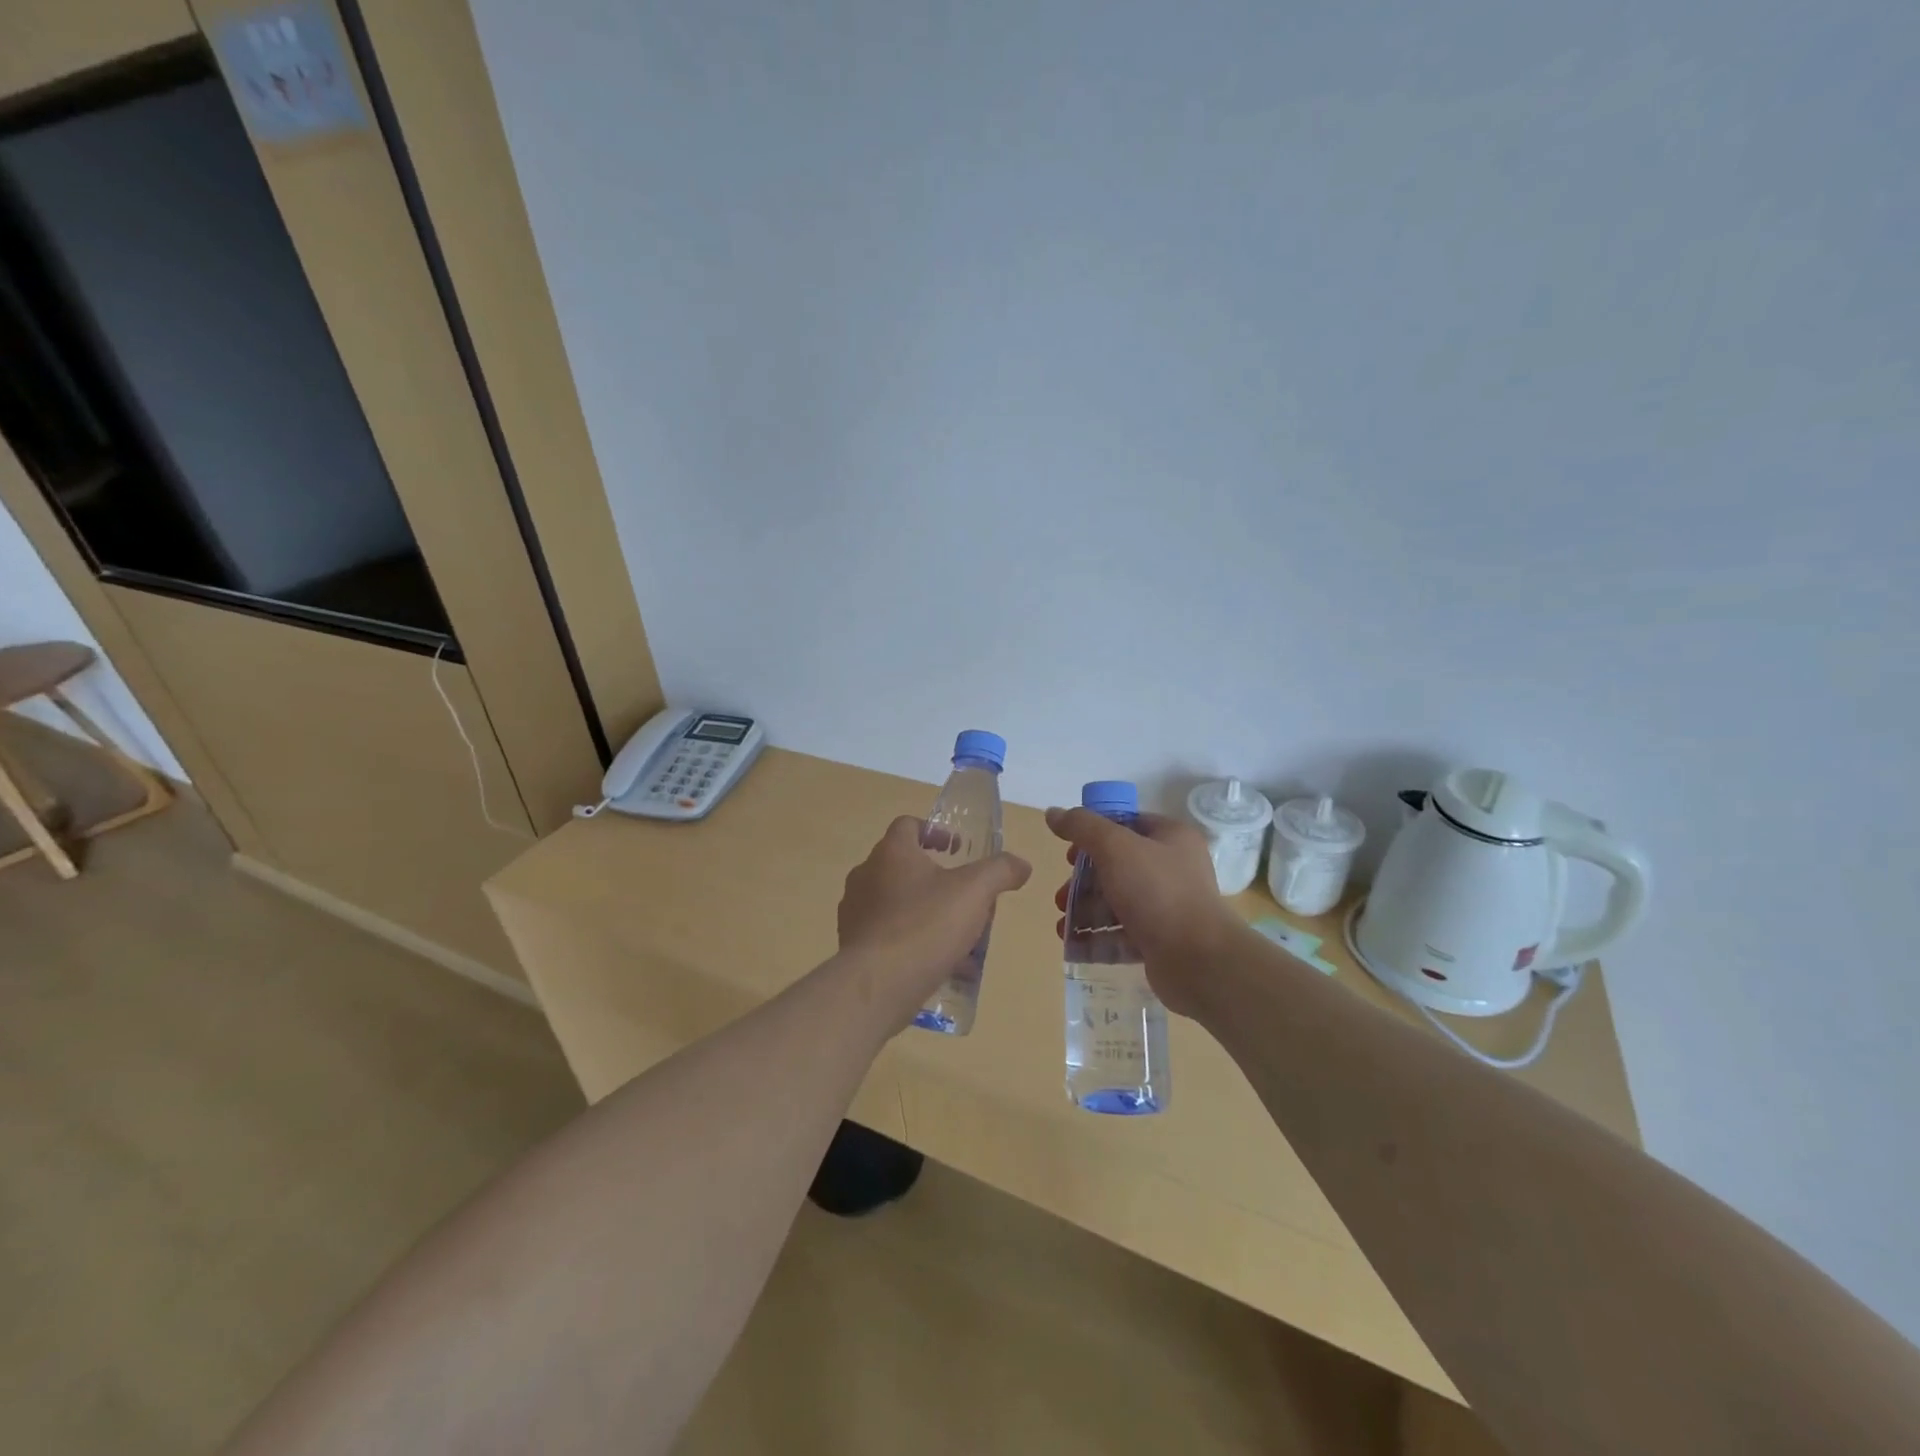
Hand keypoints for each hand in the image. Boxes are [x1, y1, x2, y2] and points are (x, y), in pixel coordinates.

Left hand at [837, 816, 1032, 1025]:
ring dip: (924, 910)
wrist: (876, 985)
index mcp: (891, 852)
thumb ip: (1000, 871)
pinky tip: (938, 964)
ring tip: (954, 934)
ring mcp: (855, 912)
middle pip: (902, 864)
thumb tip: (1022, 864)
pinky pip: (887, 935)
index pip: (908, 825)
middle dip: (934, 876)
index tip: (956, 848)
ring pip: (895, 902)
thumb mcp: (974, 892)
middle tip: (962, 894)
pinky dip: (911, 941)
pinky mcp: (854, 945)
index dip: (934, 831)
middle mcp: (866, 875)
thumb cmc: (925, 925)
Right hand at [1046, 807, 1242, 1017]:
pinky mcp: (1162, 939)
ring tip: (1063, 926)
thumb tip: (1052, 812)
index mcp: (1171, 837)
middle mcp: (1173, 867)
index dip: (1093, 835)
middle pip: (1116, 865)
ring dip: (1085, 911)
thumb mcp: (1115, 848)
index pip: (1126, 823)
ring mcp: (1169, 905)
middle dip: (1083, 882)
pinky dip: (1098, 936)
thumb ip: (1082, 826)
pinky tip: (1075, 945)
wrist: (1199, 961)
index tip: (1069, 855)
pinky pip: (1123, 932)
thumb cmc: (1157, 893)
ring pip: (1117, 900)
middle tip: (1061, 897)